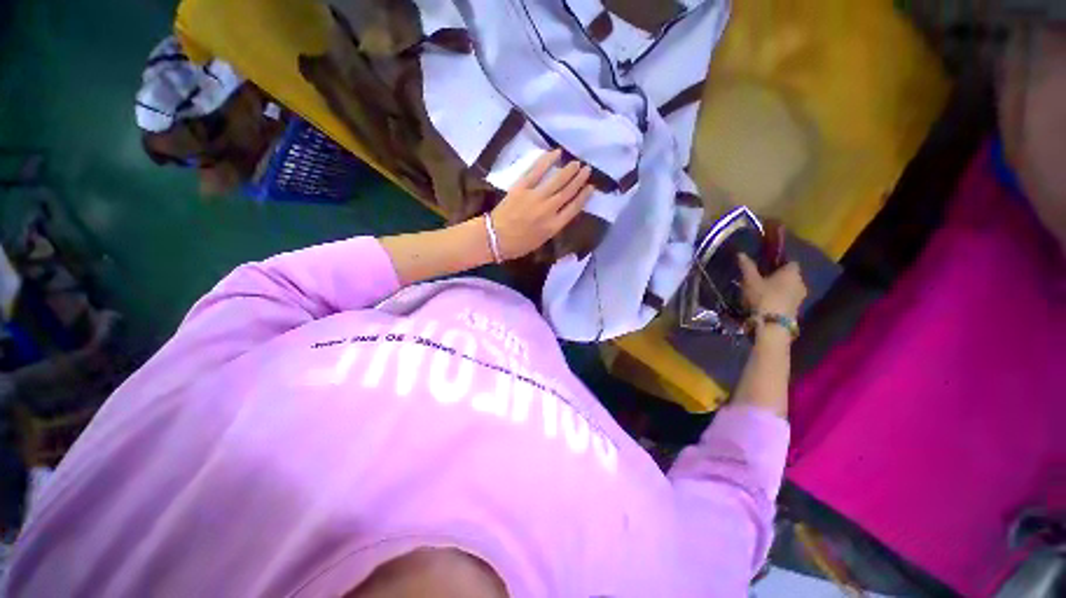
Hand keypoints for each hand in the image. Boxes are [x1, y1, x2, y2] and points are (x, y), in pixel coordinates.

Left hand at [490, 149, 593, 260]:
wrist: (494, 238)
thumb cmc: (518, 244)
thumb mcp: (541, 240)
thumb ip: (554, 225)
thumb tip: (562, 210)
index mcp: (554, 226)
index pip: (574, 208)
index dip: (584, 196)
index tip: (591, 187)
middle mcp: (548, 210)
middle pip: (568, 192)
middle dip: (579, 180)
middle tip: (587, 170)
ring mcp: (535, 197)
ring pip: (557, 180)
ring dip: (569, 170)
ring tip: (577, 163)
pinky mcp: (522, 188)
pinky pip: (536, 171)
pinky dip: (547, 161)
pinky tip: (556, 154)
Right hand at [737, 253, 806, 318]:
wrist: (773, 323)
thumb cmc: (763, 297)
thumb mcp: (750, 280)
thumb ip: (747, 267)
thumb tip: (741, 253)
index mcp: (791, 272)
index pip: (790, 262)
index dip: (779, 263)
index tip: (767, 266)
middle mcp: (800, 282)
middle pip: (790, 275)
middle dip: (779, 276)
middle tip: (762, 279)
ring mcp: (800, 297)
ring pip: (790, 288)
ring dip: (780, 289)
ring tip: (763, 292)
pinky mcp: (797, 309)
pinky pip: (788, 298)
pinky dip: (780, 298)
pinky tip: (767, 303)